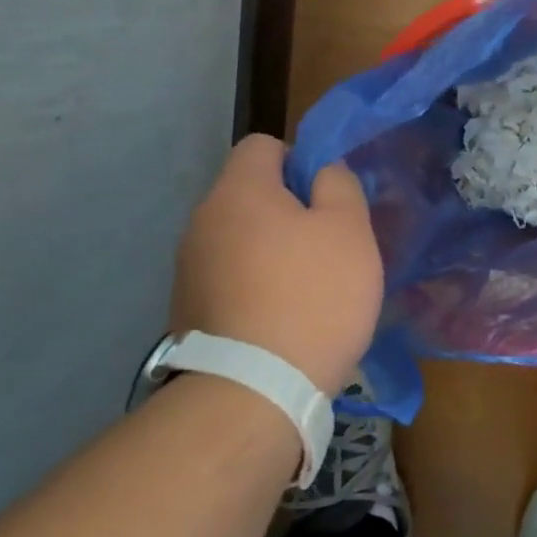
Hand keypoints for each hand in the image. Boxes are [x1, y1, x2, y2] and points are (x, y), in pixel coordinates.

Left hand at [173, 135, 383, 396]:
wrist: (254, 390)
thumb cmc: (312, 297)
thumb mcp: (349, 231)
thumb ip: (339, 185)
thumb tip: (322, 172)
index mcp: (239, 191)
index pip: (262, 145)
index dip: (299, 160)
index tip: (326, 200)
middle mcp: (202, 220)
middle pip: (249, 194)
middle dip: (288, 211)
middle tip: (326, 248)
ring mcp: (188, 268)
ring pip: (239, 239)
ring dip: (270, 251)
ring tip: (305, 290)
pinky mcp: (186, 310)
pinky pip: (228, 278)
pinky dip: (252, 287)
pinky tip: (279, 320)